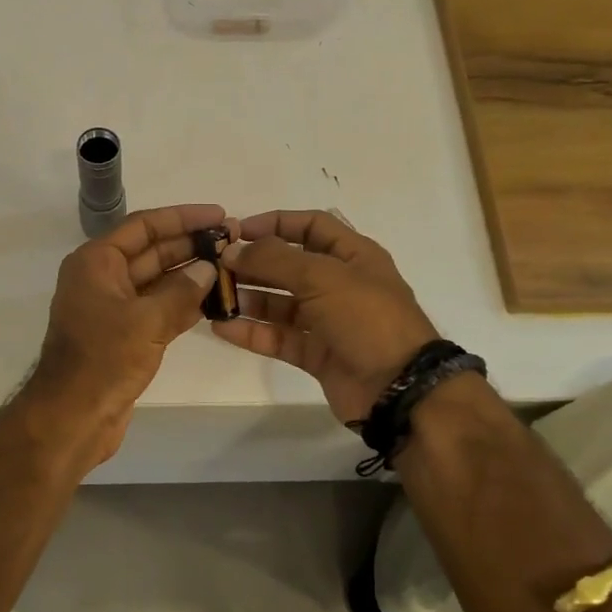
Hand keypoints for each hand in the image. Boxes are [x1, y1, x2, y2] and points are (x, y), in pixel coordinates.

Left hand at [22, 204, 230, 467]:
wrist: (73, 418)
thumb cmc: (103, 360)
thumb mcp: (147, 320)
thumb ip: (181, 291)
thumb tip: (208, 269)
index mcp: (96, 262)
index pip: (144, 226)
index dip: (182, 217)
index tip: (219, 215)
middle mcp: (102, 278)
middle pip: (152, 251)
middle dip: (190, 244)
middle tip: (233, 240)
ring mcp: (113, 308)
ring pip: (158, 281)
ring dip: (191, 274)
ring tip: (231, 266)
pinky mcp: (124, 335)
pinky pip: (158, 308)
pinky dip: (183, 303)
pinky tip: (215, 300)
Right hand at [214, 209, 439, 423]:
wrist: (398, 388)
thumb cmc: (366, 318)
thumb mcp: (322, 277)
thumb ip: (274, 260)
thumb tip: (233, 249)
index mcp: (353, 255)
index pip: (311, 226)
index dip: (275, 223)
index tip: (237, 231)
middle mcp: (340, 284)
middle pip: (289, 265)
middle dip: (254, 263)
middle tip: (215, 266)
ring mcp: (327, 321)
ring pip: (280, 303)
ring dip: (248, 298)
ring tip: (213, 297)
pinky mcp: (315, 353)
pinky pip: (278, 337)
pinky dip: (252, 331)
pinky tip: (222, 327)